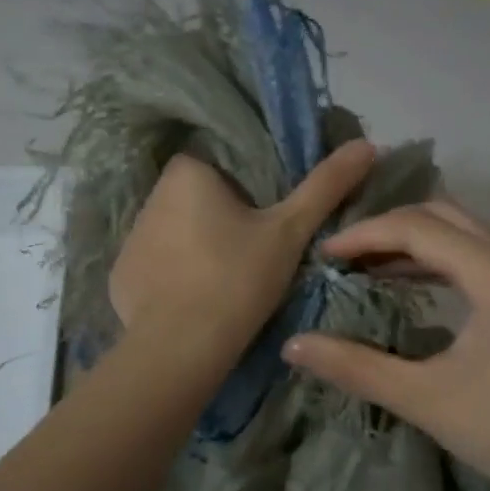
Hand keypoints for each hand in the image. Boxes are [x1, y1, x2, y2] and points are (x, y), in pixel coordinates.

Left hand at [110, 139, 375, 367]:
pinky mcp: (120, 278)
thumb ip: (325, 185)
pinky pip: (154, 268)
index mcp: (186, 173)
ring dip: (195, 249)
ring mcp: (130, 240)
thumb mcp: (290, 231)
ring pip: (174, 234)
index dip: (244, 192)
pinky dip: (173, 280)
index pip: (219, 167)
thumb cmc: (238, 277)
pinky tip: (194, 304)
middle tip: (250, 256)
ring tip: (224, 285)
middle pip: (196, 200)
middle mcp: (150, 197)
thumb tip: (369, 144)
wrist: (183, 345)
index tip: (263, 223)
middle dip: (219, 220)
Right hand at [283, 200, 489, 490]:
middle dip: (387, 228)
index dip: (364, 235)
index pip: (416, 227)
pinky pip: (472, 260)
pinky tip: (405, 287)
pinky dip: (433, 262)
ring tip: (363, 266)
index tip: (322, 255)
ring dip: (411, 243)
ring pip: (460, 235)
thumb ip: (355, 367)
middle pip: (441, 217)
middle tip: (341, 254)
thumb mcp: (423, 397)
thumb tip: (292, 345)